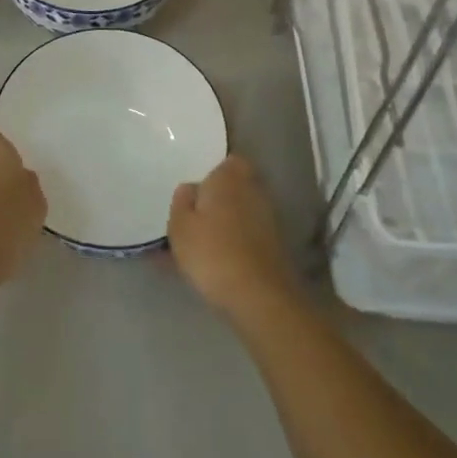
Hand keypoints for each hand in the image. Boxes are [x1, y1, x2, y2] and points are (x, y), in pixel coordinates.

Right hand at [168, 156, 298, 319]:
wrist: (259, 296)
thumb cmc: (212, 252)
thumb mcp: (179, 226)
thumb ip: (181, 201)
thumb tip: (191, 188)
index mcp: (229, 177)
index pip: (228, 161)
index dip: (214, 174)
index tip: (197, 192)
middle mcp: (254, 190)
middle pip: (236, 186)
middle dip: (220, 198)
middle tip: (196, 217)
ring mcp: (269, 217)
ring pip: (243, 211)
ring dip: (228, 221)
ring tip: (204, 243)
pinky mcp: (276, 244)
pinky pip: (249, 234)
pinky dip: (237, 241)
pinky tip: (221, 260)